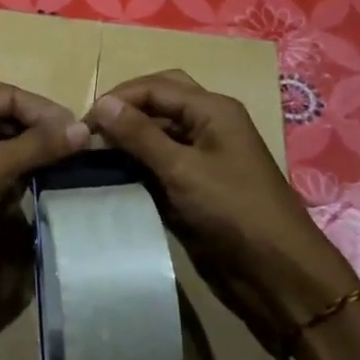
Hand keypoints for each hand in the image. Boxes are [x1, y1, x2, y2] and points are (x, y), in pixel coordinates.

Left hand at [0, 82, 87, 326]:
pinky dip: (11, 175)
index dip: (45, 110)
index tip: (76, 133)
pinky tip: (26, 189)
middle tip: (68, 148)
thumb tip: (84, 130)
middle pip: (5, 115)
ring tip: (53, 169)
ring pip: (0, 143)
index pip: (11, 94)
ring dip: (26, 155)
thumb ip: (41, 144)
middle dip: (36, 131)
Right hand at [85, 69, 358, 337]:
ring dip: (130, 137)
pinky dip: (139, 162)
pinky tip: (115, 173)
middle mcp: (209, 123)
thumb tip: (102, 104)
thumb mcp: (182, 169)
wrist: (276, 272)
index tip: (82, 124)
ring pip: (159, 130)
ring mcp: (205, 153)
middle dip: (125, 110)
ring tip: (94, 153)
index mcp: (212, 108)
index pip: (155, 87)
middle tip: (91, 132)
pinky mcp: (198, 182)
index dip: (118, 99)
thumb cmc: (233, 211)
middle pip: (159, 101)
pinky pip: (163, 160)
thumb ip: (140, 135)